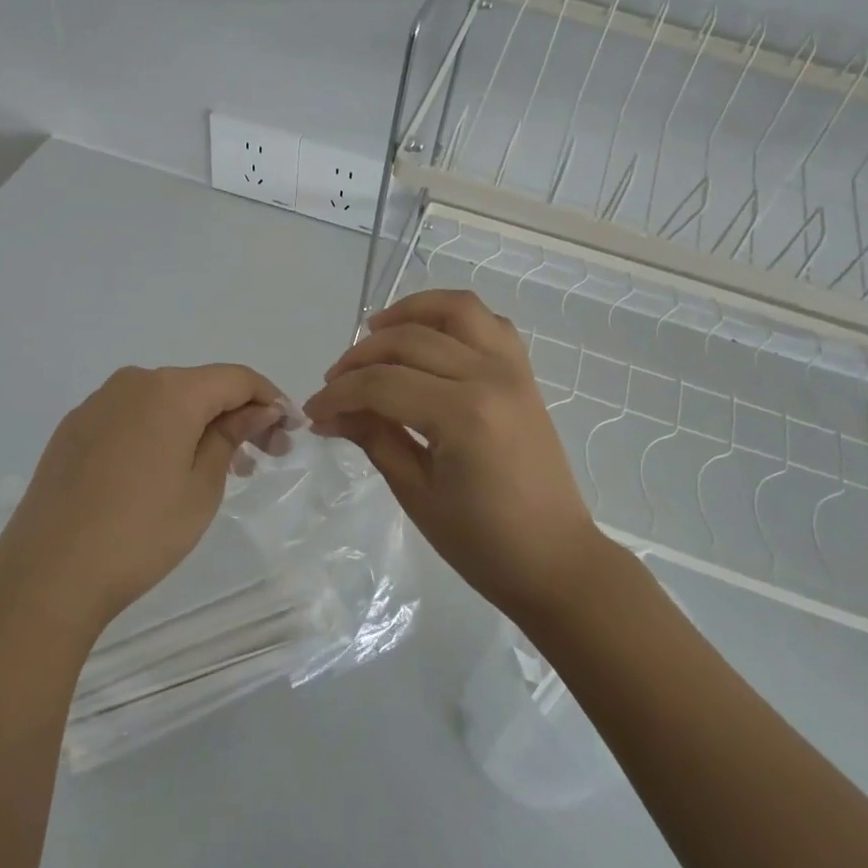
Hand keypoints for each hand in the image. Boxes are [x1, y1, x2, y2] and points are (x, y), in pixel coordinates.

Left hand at [0, 364, 282, 645]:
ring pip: (165, 401)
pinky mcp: (74, 429)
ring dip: (199, 425)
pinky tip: (166, 470)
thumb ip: (231, 437)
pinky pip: (132, 417)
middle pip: (200, 386)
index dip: (270, 399)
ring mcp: (98, 404)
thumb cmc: (140, 533)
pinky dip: (162, 432)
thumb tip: (256, 410)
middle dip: (236, 415)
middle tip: (262, 457)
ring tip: (220, 468)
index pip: (236, 378)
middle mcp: (132, 382)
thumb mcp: (202, 488)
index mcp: (170, 390)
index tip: (290, 431)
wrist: (46, 574)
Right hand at [304, 290, 605, 619]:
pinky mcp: (524, 374)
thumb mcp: (416, 494)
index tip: (313, 411)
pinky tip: (428, 339)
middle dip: (360, 357)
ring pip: (456, 308)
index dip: (339, 394)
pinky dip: (453, 318)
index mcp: (463, 415)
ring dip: (410, 311)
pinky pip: (489, 323)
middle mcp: (490, 376)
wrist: (554, 559)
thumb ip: (374, 438)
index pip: (382, 384)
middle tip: (334, 384)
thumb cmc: (483, 542)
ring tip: (376, 331)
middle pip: (410, 340)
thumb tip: (329, 414)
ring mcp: (513, 369)